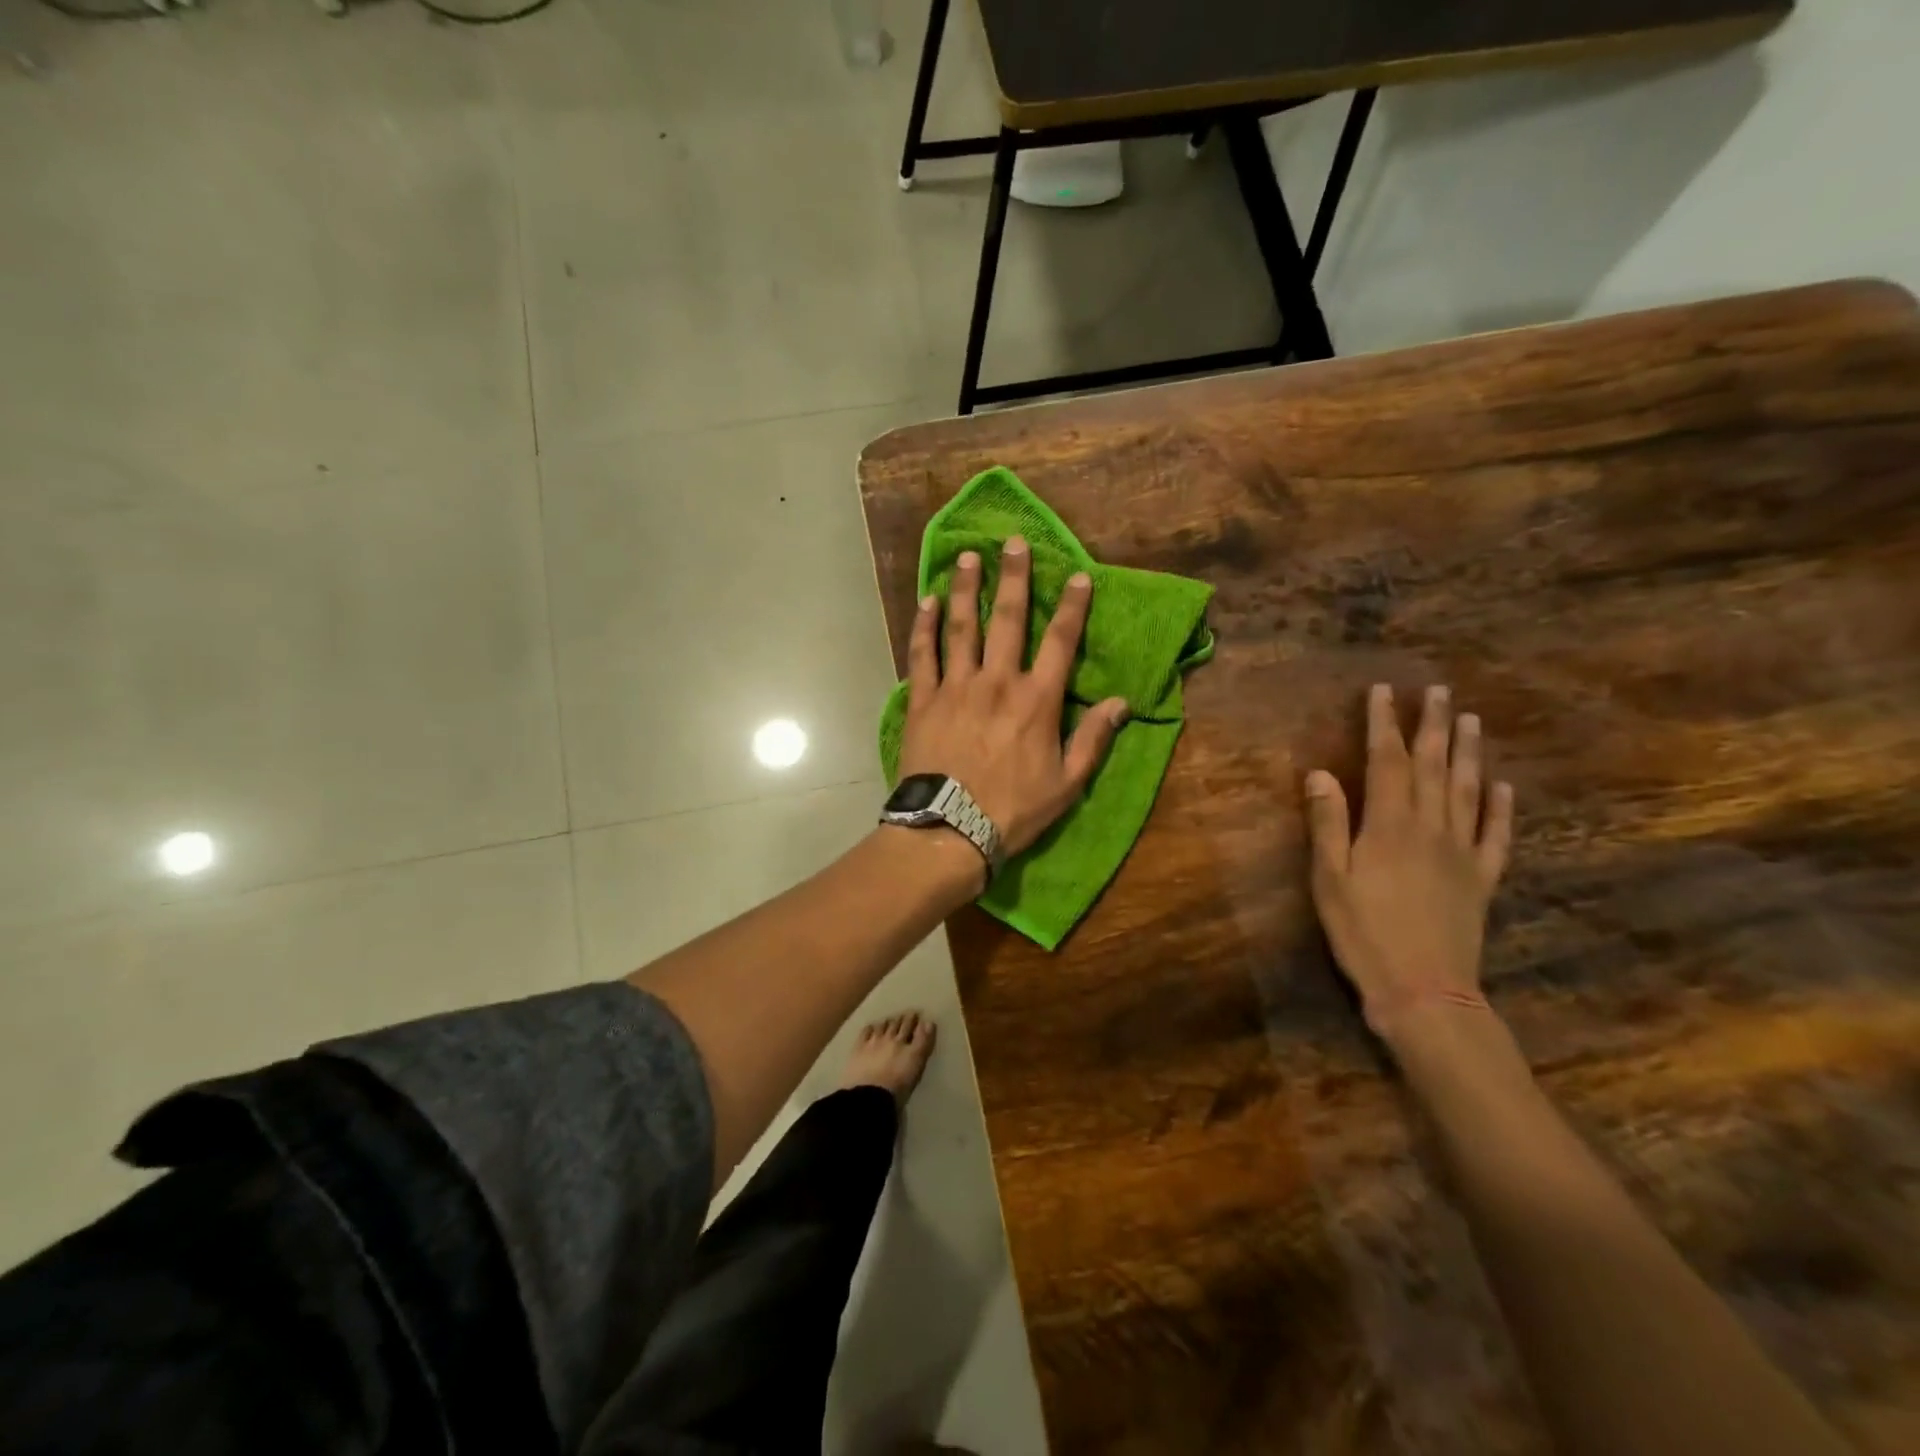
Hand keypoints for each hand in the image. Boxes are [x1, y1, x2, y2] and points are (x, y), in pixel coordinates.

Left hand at [898, 537, 1128, 858]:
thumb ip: (1093, 739)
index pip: (1060, 642)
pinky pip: (922, 654)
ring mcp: (955, 687)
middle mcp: (997, 682)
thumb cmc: (1013, 810)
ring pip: (960, 627)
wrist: (949, 831)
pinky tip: (925, 602)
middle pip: (1007, 619)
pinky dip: (923, 626)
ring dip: (964, 589)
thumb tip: (1122, 703)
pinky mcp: (923, 700)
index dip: (1072, 607)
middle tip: (1012, 543)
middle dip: (1013, 578)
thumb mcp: (1067, 783)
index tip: (1078, 576)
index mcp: (1037, 700)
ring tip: (967, 557)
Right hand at [1305, 684, 1513, 1037]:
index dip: (1384, 724)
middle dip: (1434, 725)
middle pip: (1433, 767)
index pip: (1388, 762)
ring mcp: (1463, 853)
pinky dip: (1501, 808)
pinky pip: (1496, 835)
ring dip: (1469, 754)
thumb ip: (1328, 824)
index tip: (1384, 692)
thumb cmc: (1364, 932)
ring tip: (1473, 721)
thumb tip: (1321, 773)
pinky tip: (1503, 787)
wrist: (1424, 990)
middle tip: (1439, 692)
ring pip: (1468, 791)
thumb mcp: (1330, 879)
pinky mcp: (1481, 879)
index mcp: (1390, 825)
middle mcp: (1432, 828)